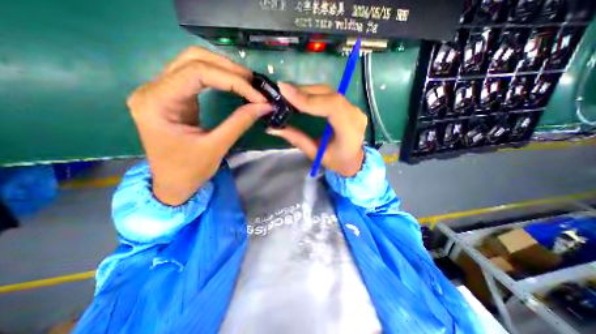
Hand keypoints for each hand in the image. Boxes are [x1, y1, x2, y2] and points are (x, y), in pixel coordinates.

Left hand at [129, 46, 272, 203]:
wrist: (172, 183)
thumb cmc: (190, 170)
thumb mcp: (217, 147)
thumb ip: (240, 122)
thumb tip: (265, 106)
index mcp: (157, 103)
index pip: (197, 73)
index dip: (233, 80)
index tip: (257, 96)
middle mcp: (153, 89)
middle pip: (193, 59)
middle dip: (229, 69)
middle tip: (254, 84)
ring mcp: (161, 91)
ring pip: (194, 62)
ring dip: (224, 70)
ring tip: (248, 83)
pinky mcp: (173, 97)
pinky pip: (196, 76)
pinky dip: (219, 77)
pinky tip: (235, 85)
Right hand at [267, 82, 367, 177]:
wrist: (355, 161)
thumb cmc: (337, 162)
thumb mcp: (315, 154)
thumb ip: (296, 139)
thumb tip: (273, 128)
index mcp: (349, 131)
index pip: (331, 106)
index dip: (308, 98)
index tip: (285, 92)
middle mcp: (354, 115)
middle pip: (329, 94)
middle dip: (303, 91)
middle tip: (282, 91)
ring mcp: (354, 108)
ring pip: (329, 92)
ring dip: (307, 90)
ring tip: (288, 93)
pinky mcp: (349, 106)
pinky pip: (329, 95)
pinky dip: (313, 93)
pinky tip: (301, 96)